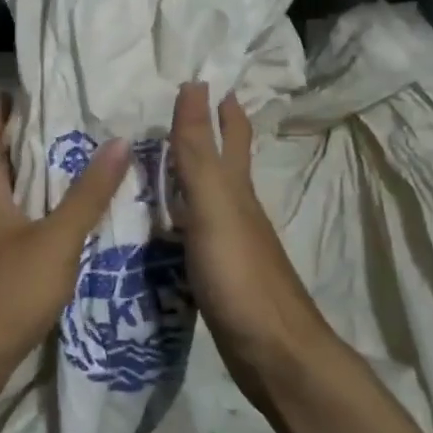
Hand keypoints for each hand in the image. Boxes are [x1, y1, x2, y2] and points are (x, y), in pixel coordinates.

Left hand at [0, 94, 131, 382]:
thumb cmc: (4, 293)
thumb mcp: (56, 241)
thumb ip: (87, 195)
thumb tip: (117, 142)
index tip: (18, 93)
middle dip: (16, 145)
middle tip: (58, 130)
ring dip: (21, 183)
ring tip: (63, 174)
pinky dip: (22, 218)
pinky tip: (50, 232)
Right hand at [172, 81, 338, 398]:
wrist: (273, 353)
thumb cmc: (241, 274)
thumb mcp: (213, 205)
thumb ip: (199, 151)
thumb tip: (195, 84)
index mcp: (236, 190)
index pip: (231, 136)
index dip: (223, 108)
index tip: (206, 79)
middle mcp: (237, 210)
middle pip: (226, 164)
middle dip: (213, 135)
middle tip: (183, 112)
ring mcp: (230, 245)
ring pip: (209, 198)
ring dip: (190, 177)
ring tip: (159, 165)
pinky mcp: (219, 275)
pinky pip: (194, 232)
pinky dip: (179, 219)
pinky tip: (164, 227)